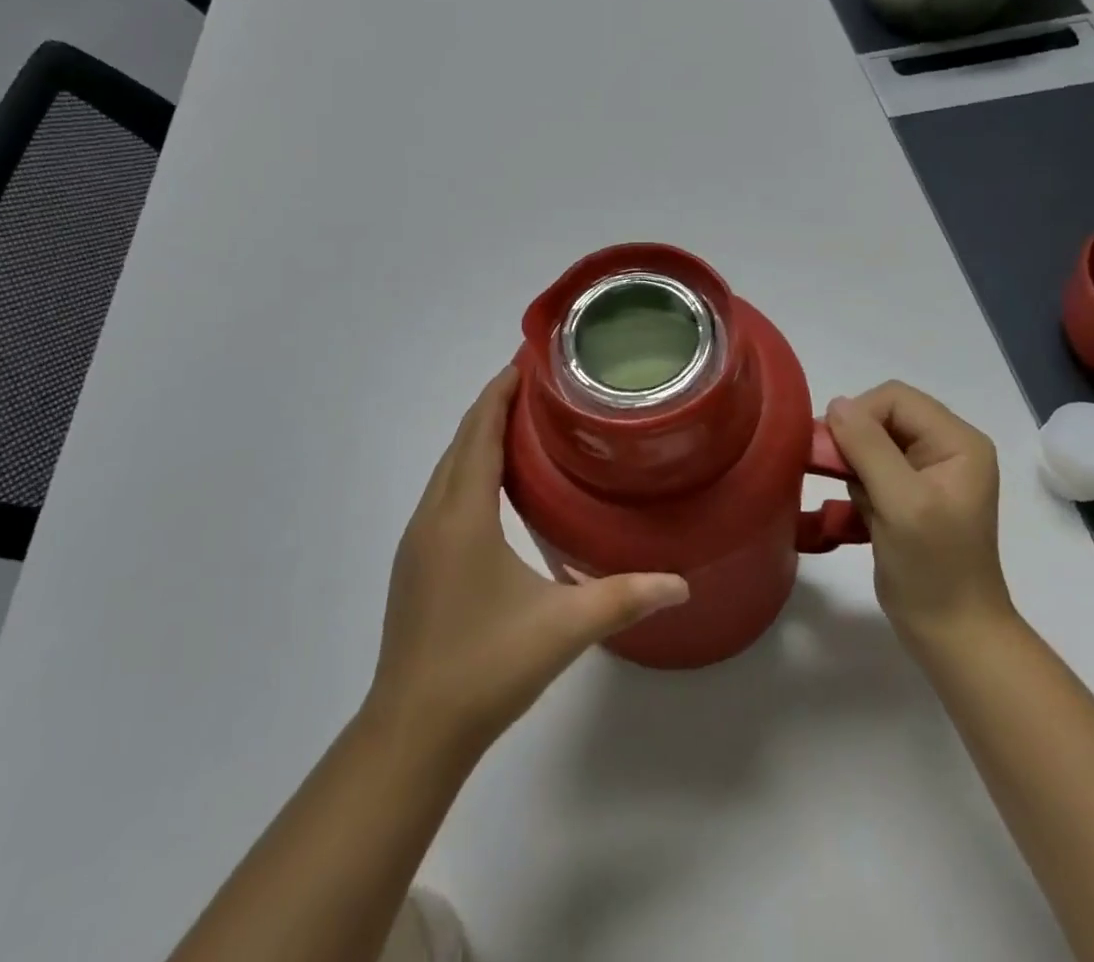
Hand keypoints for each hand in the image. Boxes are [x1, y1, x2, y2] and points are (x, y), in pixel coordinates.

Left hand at [366, 367, 688, 761]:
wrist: (412, 731)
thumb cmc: (485, 667)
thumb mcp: (563, 628)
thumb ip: (624, 598)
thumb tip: (681, 583)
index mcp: (463, 515)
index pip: (480, 432)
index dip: (499, 393)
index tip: (525, 361)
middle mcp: (433, 516)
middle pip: (461, 442)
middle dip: (491, 406)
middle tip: (534, 384)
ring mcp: (417, 541)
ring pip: (447, 469)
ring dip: (477, 438)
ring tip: (518, 424)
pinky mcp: (414, 564)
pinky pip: (442, 495)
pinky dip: (466, 470)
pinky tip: (492, 489)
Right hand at [825, 381, 1013, 654]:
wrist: (952, 634)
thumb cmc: (933, 568)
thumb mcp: (901, 503)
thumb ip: (868, 447)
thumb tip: (836, 403)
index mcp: (958, 441)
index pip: (895, 398)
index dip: (860, 416)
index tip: (834, 452)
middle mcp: (947, 447)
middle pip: (883, 415)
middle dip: (854, 442)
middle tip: (835, 475)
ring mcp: (929, 472)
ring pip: (872, 441)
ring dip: (853, 466)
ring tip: (859, 503)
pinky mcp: (910, 493)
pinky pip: (871, 467)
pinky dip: (857, 484)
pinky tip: (859, 514)